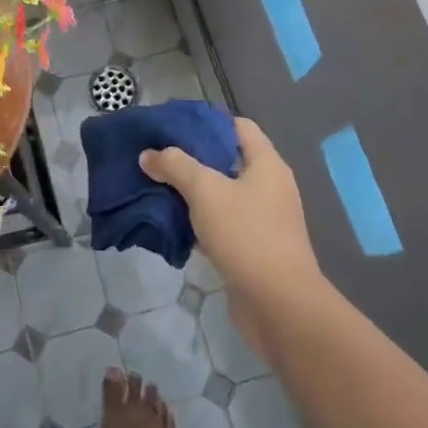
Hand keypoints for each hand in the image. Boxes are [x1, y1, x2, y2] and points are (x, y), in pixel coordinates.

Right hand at [139, 117, 326, 356]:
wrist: (278, 305)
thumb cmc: (246, 235)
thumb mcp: (206, 191)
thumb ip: (175, 166)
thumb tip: (148, 155)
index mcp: (266, 164)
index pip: (237, 126)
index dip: (206, 121)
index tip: (172, 125)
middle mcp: (268, 187)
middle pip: (226, 160)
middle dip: (191, 158)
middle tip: (155, 156)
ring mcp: (261, 220)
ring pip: (220, 194)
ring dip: (190, 191)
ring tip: (155, 186)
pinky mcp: (251, 248)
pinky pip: (220, 224)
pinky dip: (197, 221)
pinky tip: (169, 222)